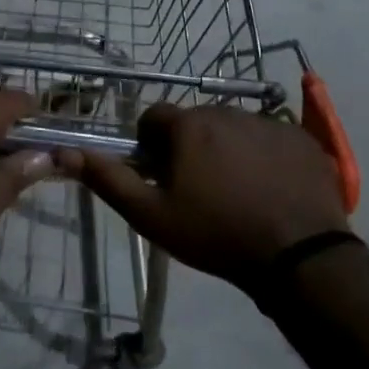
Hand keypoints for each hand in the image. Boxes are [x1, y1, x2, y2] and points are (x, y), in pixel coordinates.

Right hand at [59, 104, 350, 286]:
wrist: (298, 257)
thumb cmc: (215, 234)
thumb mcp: (151, 215)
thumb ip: (107, 179)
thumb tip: (65, 151)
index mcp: (189, 126)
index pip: (154, 117)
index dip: (150, 145)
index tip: (160, 176)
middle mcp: (228, 111)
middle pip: (195, 122)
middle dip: (189, 146)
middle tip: (197, 189)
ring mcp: (270, 123)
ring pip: (233, 128)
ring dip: (227, 149)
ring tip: (237, 191)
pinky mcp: (303, 139)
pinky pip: (271, 138)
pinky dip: (264, 156)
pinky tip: (270, 189)